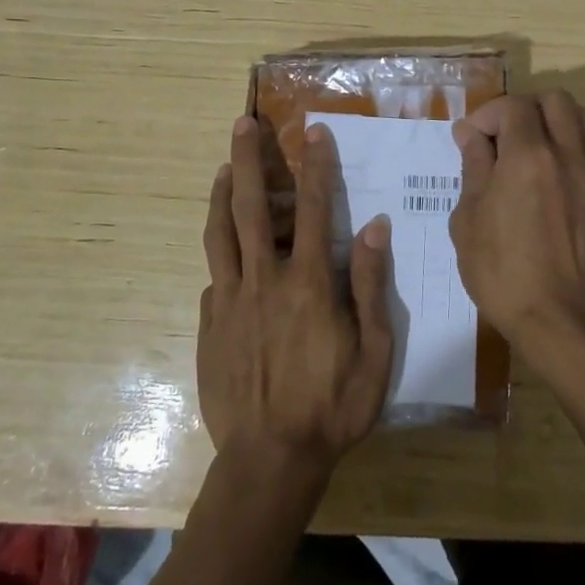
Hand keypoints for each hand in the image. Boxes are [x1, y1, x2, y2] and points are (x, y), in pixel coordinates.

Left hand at [198, 116, 394, 481]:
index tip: (313, 132)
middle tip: (242, 124)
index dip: (315, 167)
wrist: (270, 460)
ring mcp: (230, 301)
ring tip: (223, 167)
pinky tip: (227, 250)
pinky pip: (214, 277)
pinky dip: (220, 252)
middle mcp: (264, 280)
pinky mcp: (209, 324)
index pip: (313, 209)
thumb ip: (371, 286)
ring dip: (221, 194)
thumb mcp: (374, 351)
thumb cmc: (333, 406)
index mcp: (308, 283)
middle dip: (248, 160)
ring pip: (220, 234)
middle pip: (251, 207)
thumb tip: (375, 227)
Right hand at [450, 92, 584, 369]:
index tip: (471, 139)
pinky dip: (574, 154)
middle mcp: (568, 155)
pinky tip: (557, 183)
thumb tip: (471, 135)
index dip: (486, 115)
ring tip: (536, 148)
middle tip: (505, 136)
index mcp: (528, 156)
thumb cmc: (502, 272)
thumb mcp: (469, 220)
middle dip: (525, 108)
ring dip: (558, 122)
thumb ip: (474, 168)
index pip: (512, 106)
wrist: (562, 319)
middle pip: (556, 100)